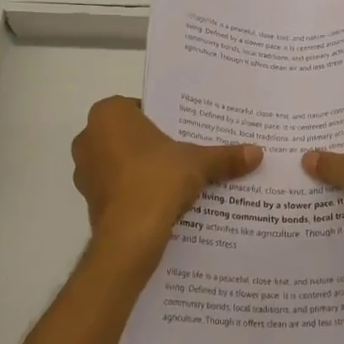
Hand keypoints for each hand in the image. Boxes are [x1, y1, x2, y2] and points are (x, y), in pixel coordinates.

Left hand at [71, 97, 260, 273]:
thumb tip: (258, 153)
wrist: (130, 236)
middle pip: (129, 135)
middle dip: (153, 144)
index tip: (185, 131)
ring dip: (142, 169)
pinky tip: (160, 201)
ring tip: (175, 179)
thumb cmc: (157, 179)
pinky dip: (135, 191)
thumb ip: (224, 156)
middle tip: (184, 152)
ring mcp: (85, 171)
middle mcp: (89, 137)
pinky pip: (117, 187)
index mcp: (109, 114)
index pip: (140, 107)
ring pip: (121, 162)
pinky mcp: (89, 201)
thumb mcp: (198, 162)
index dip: (164, 119)